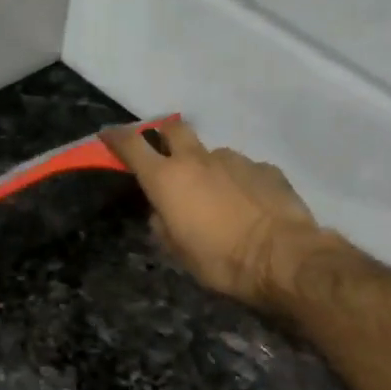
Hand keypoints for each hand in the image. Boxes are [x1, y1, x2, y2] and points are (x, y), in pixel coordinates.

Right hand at [100, 117, 332, 311]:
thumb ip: (163, 225)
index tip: (107, 135)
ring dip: (207, 169)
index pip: (132, 145)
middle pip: (173, 129)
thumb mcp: (179, 252)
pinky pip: (242, 170)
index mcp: (168, 179)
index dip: (116, 137)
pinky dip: (237, 182)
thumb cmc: (221, 260)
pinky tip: (247, 206)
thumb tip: (162, 212)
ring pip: (211, 154)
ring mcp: (235, 160)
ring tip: (216, 199)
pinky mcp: (265, 168)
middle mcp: (198, 160)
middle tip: (163, 154)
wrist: (283, 257)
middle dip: (163, 136)